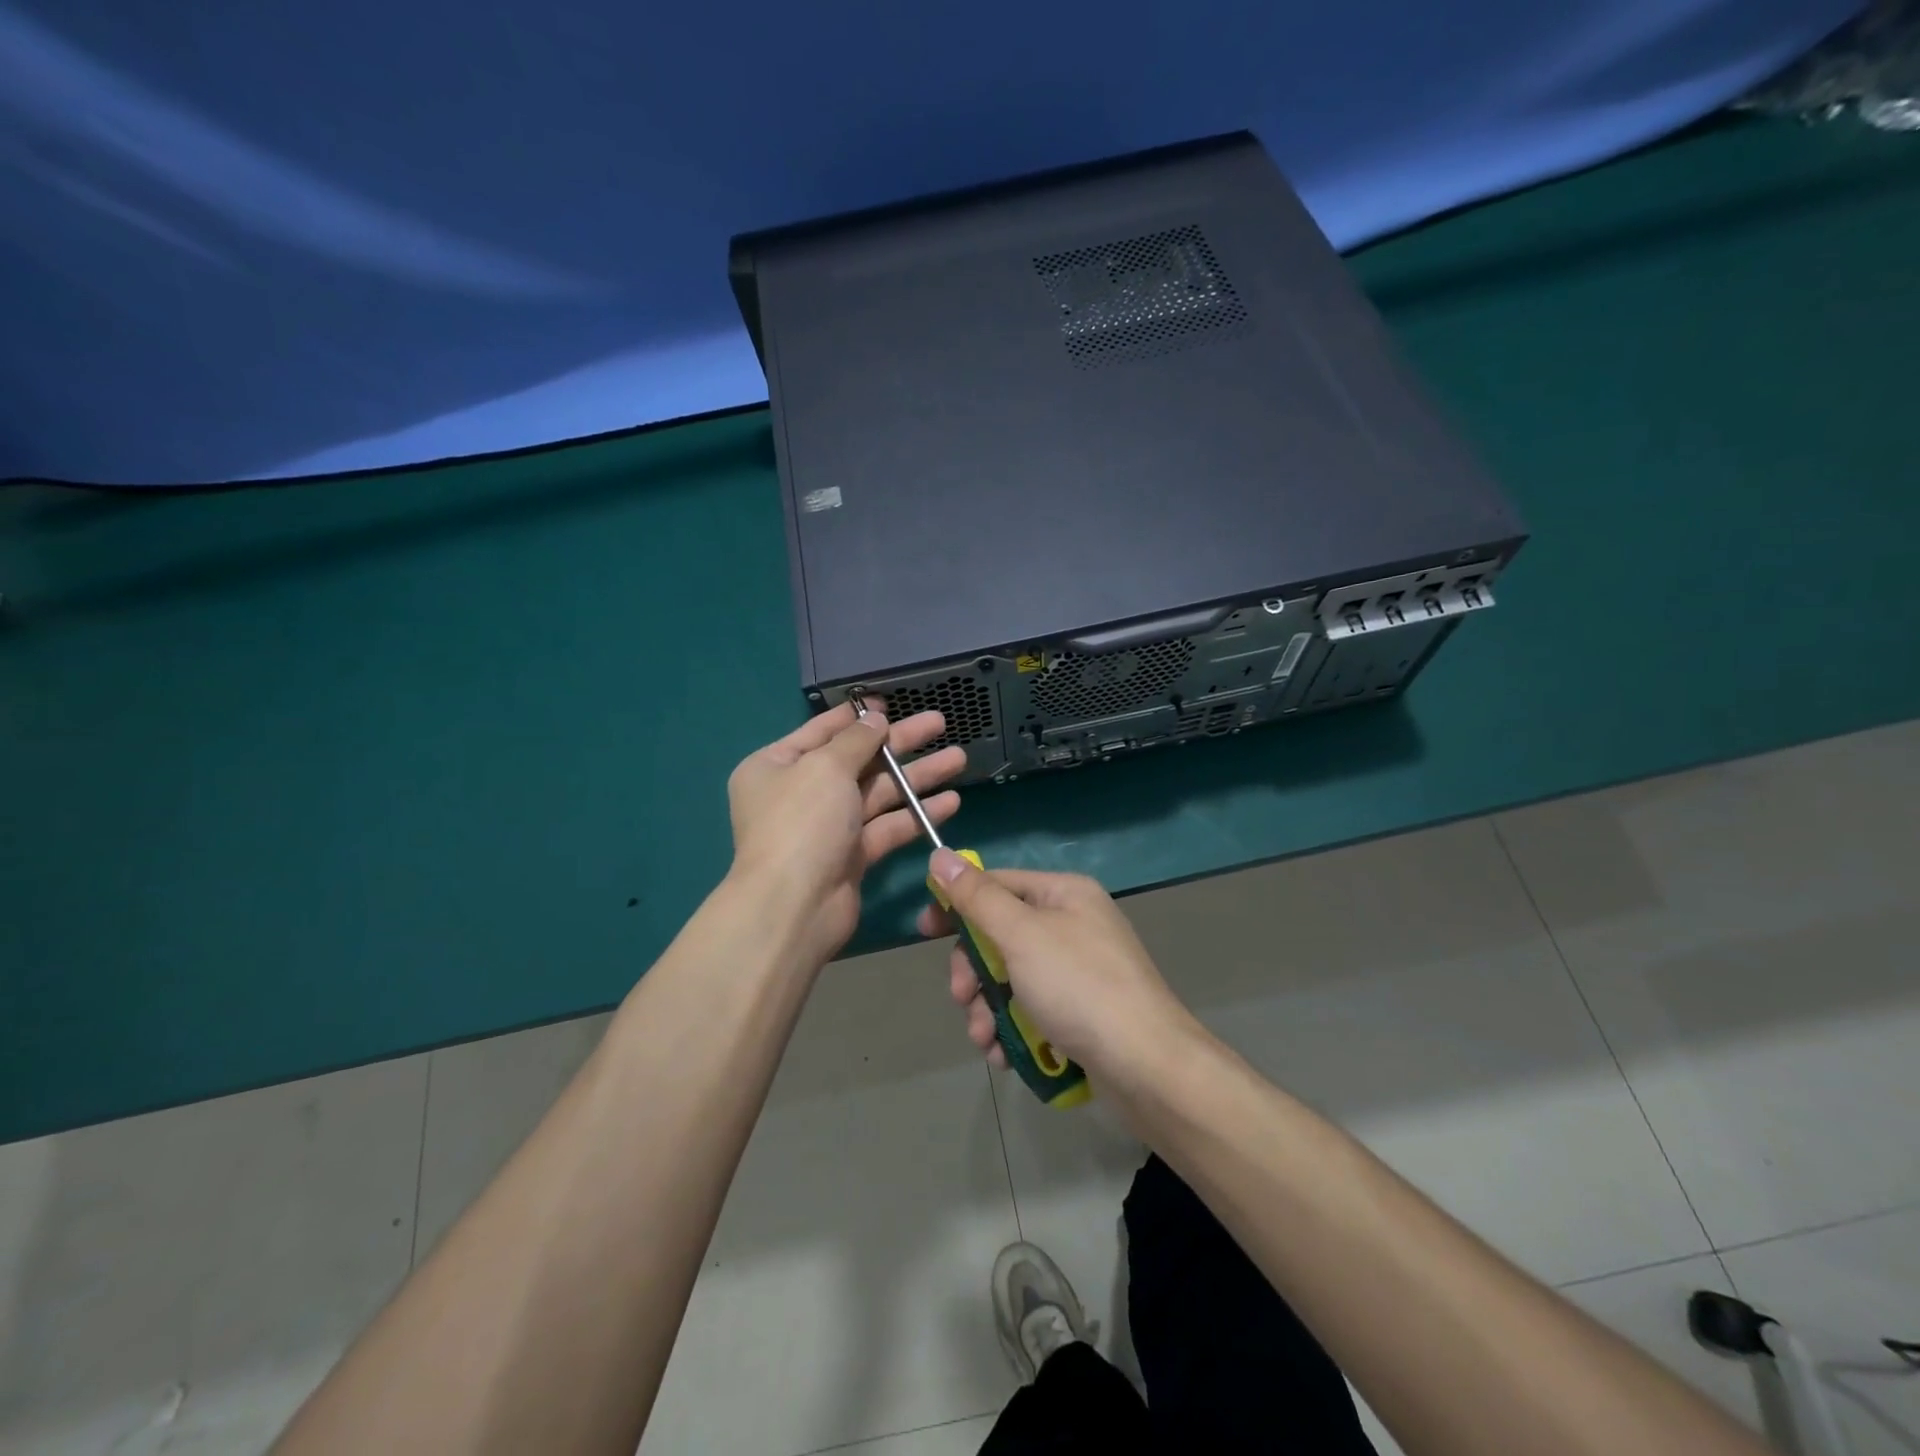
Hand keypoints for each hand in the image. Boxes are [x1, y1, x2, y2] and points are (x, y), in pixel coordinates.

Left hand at [727, 702, 965, 969]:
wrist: (794, 907)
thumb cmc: (802, 822)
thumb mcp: (826, 767)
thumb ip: (856, 739)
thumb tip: (874, 719)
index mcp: (777, 766)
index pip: (821, 731)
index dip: (857, 717)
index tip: (890, 704)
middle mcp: (800, 793)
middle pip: (857, 760)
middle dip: (899, 743)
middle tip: (939, 723)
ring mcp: (827, 827)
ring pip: (878, 793)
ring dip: (916, 777)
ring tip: (958, 758)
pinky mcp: (851, 856)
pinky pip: (887, 826)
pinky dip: (916, 814)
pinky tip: (950, 802)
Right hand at [917, 850, 1198, 1079]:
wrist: (1147, 1066)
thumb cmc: (1079, 987)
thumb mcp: (1020, 935)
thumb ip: (977, 897)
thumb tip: (940, 854)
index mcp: (1064, 893)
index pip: (997, 883)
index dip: (957, 903)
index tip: (924, 931)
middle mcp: (1073, 924)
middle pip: (1001, 935)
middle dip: (975, 971)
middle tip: (962, 998)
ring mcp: (1079, 969)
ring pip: (1012, 977)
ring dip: (988, 1008)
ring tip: (985, 1040)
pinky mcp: (1082, 1011)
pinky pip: (1032, 1008)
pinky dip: (1013, 1029)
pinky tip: (1005, 1055)